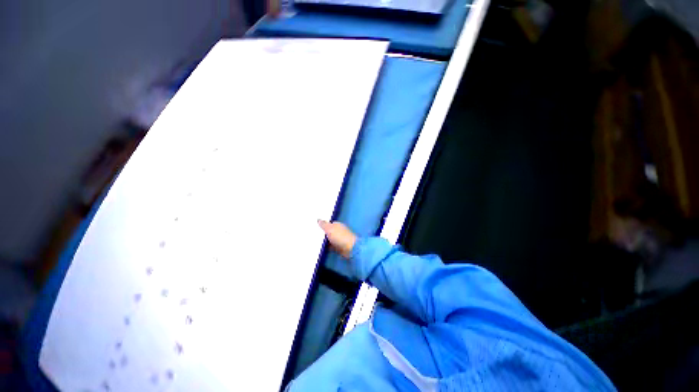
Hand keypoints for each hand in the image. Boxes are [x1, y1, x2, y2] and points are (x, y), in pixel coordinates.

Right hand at [318, 220, 356, 259]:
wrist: (350, 248)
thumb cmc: (339, 236)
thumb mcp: (329, 228)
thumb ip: (323, 224)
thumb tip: (318, 219)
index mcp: (338, 225)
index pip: (330, 223)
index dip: (324, 225)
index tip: (316, 227)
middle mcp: (340, 231)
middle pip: (330, 232)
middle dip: (324, 234)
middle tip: (314, 235)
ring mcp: (340, 240)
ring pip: (331, 239)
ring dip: (326, 241)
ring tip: (316, 242)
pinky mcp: (340, 247)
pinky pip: (332, 246)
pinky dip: (328, 247)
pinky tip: (322, 248)